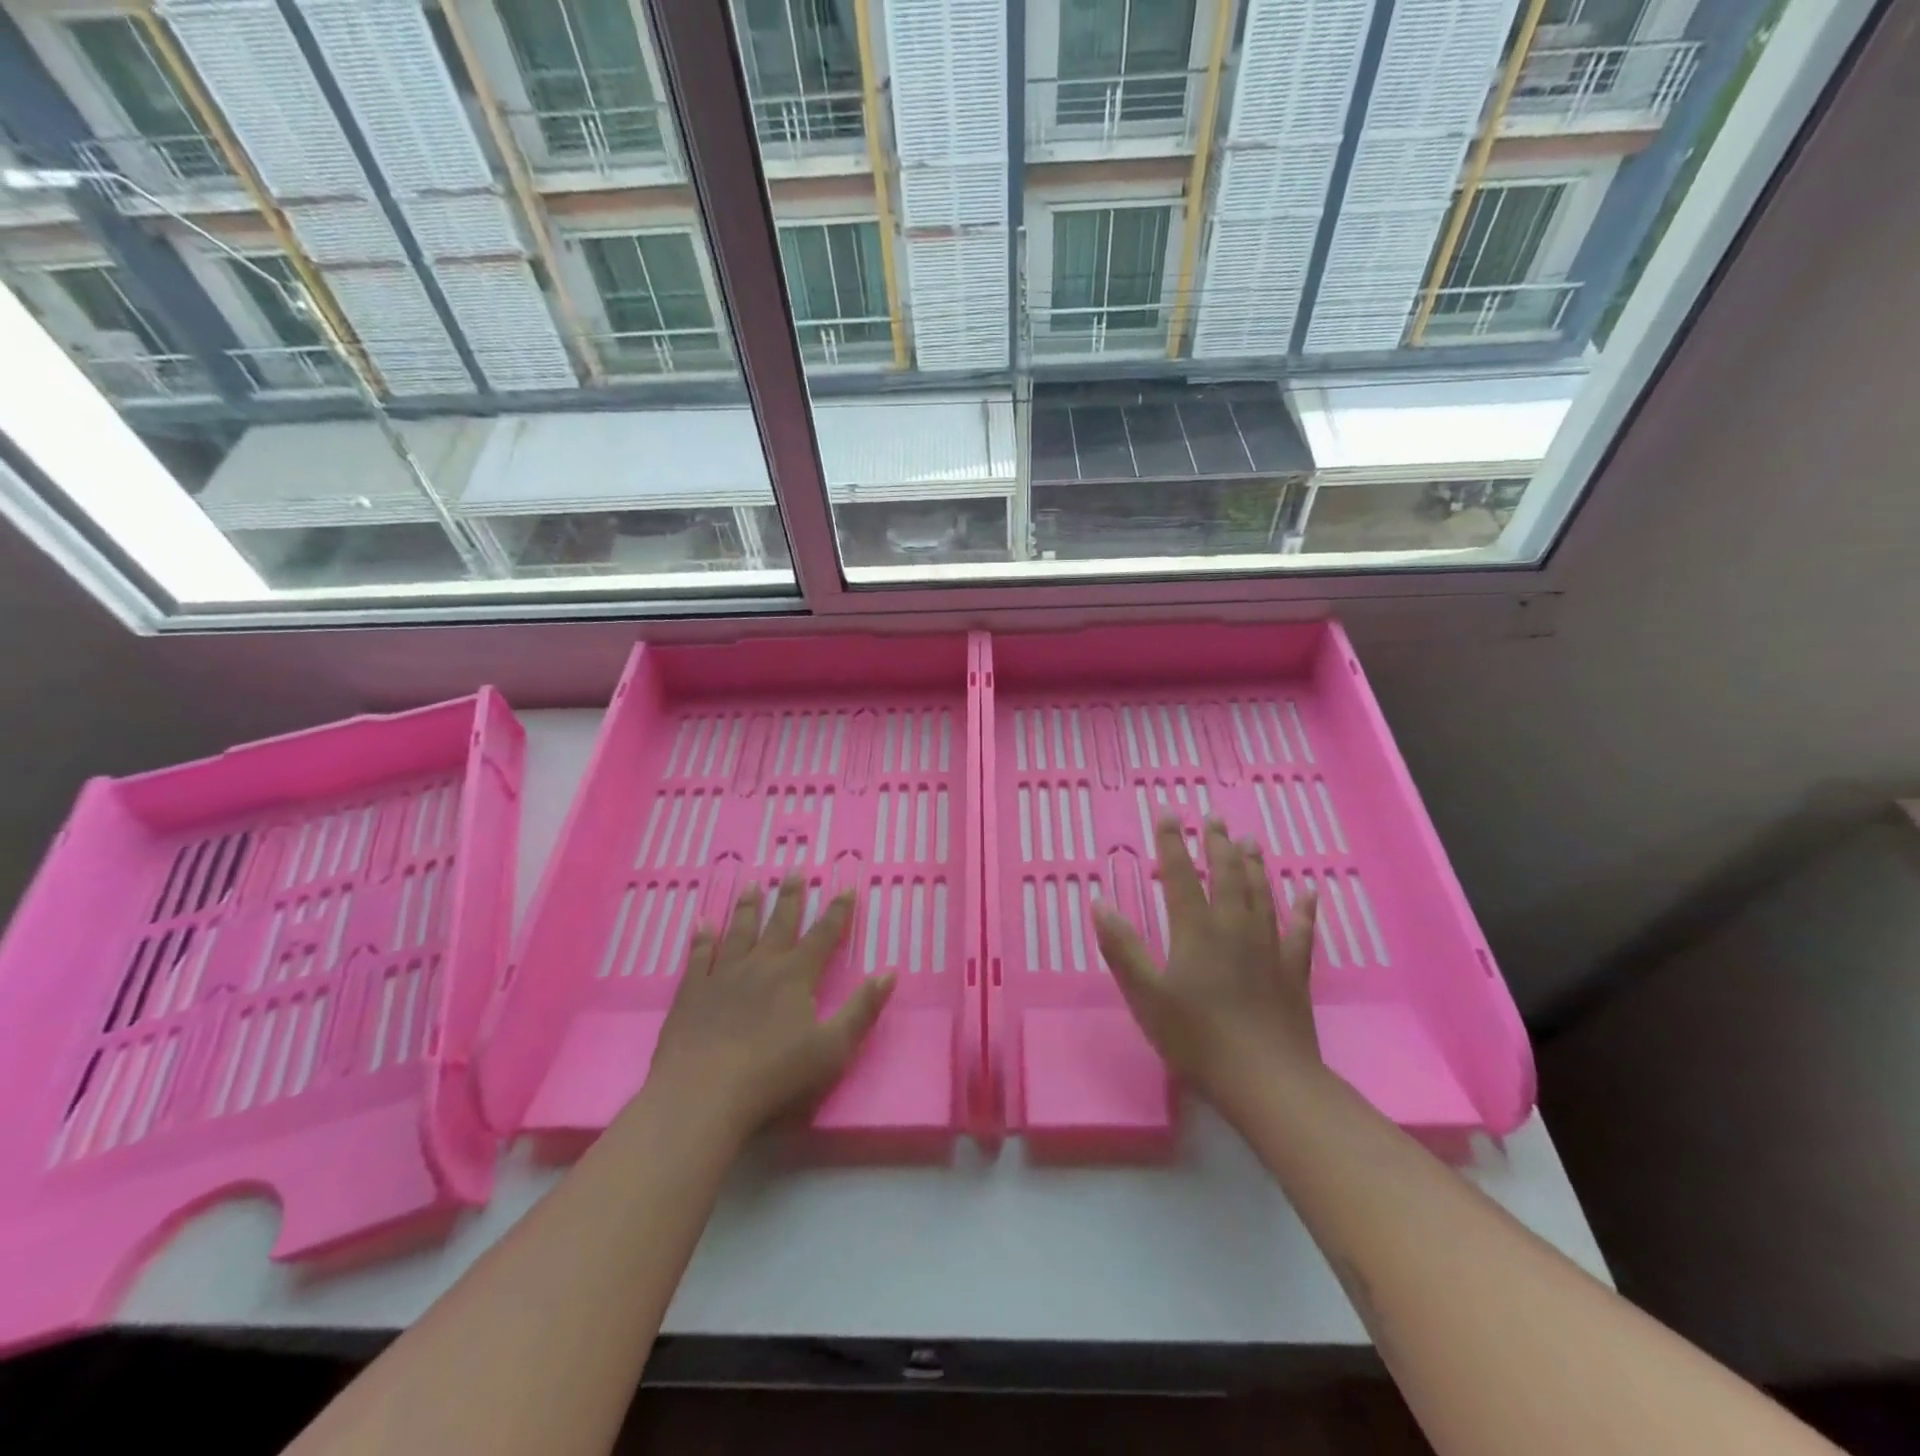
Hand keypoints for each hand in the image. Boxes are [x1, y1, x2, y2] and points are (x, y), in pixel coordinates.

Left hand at [647, 878, 893, 1142]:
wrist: (702, 1096)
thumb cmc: (775, 1076)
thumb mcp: (833, 1049)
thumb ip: (862, 1009)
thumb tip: (889, 973)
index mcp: (796, 977)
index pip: (823, 936)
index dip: (837, 912)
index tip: (846, 887)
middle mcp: (761, 965)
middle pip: (780, 923)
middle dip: (791, 896)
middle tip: (795, 869)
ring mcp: (722, 976)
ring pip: (739, 931)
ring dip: (748, 906)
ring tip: (753, 884)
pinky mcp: (691, 993)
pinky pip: (698, 956)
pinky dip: (702, 937)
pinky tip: (702, 922)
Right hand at [1093, 818, 1321, 1119]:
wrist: (1266, 1079)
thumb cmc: (1196, 1038)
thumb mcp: (1145, 995)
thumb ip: (1122, 947)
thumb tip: (1099, 902)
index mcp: (1195, 930)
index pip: (1181, 875)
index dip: (1172, 843)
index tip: (1169, 813)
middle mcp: (1234, 927)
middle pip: (1227, 875)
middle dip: (1217, 844)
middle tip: (1214, 819)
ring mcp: (1268, 947)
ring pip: (1262, 893)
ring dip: (1254, 865)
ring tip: (1249, 841)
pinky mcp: (1294, 971)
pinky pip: (1301, 931)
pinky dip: (1304, 910)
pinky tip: (1309, 893)